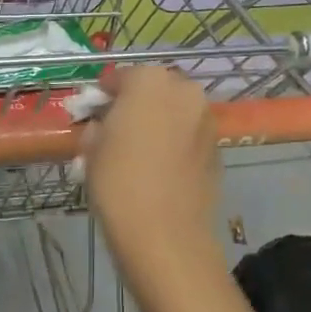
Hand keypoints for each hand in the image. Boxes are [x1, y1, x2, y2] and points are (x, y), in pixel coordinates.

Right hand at [82, 67, 220, 261]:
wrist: (166, 234)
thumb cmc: (119, 182)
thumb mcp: (91, 148)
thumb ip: (97, 125)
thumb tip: (103, 126)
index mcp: (149, 80)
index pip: (120, 77)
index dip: (104, 94)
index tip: (92, 112)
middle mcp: (183, 90)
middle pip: (153, 89)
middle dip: (136, 104)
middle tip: (116, 130)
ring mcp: (205, 118)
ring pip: (175, 111)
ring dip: (158, 122)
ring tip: (138, 150)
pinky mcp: (218, 148)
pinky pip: (189, 135)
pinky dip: (176, 143)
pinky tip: (160, 168)